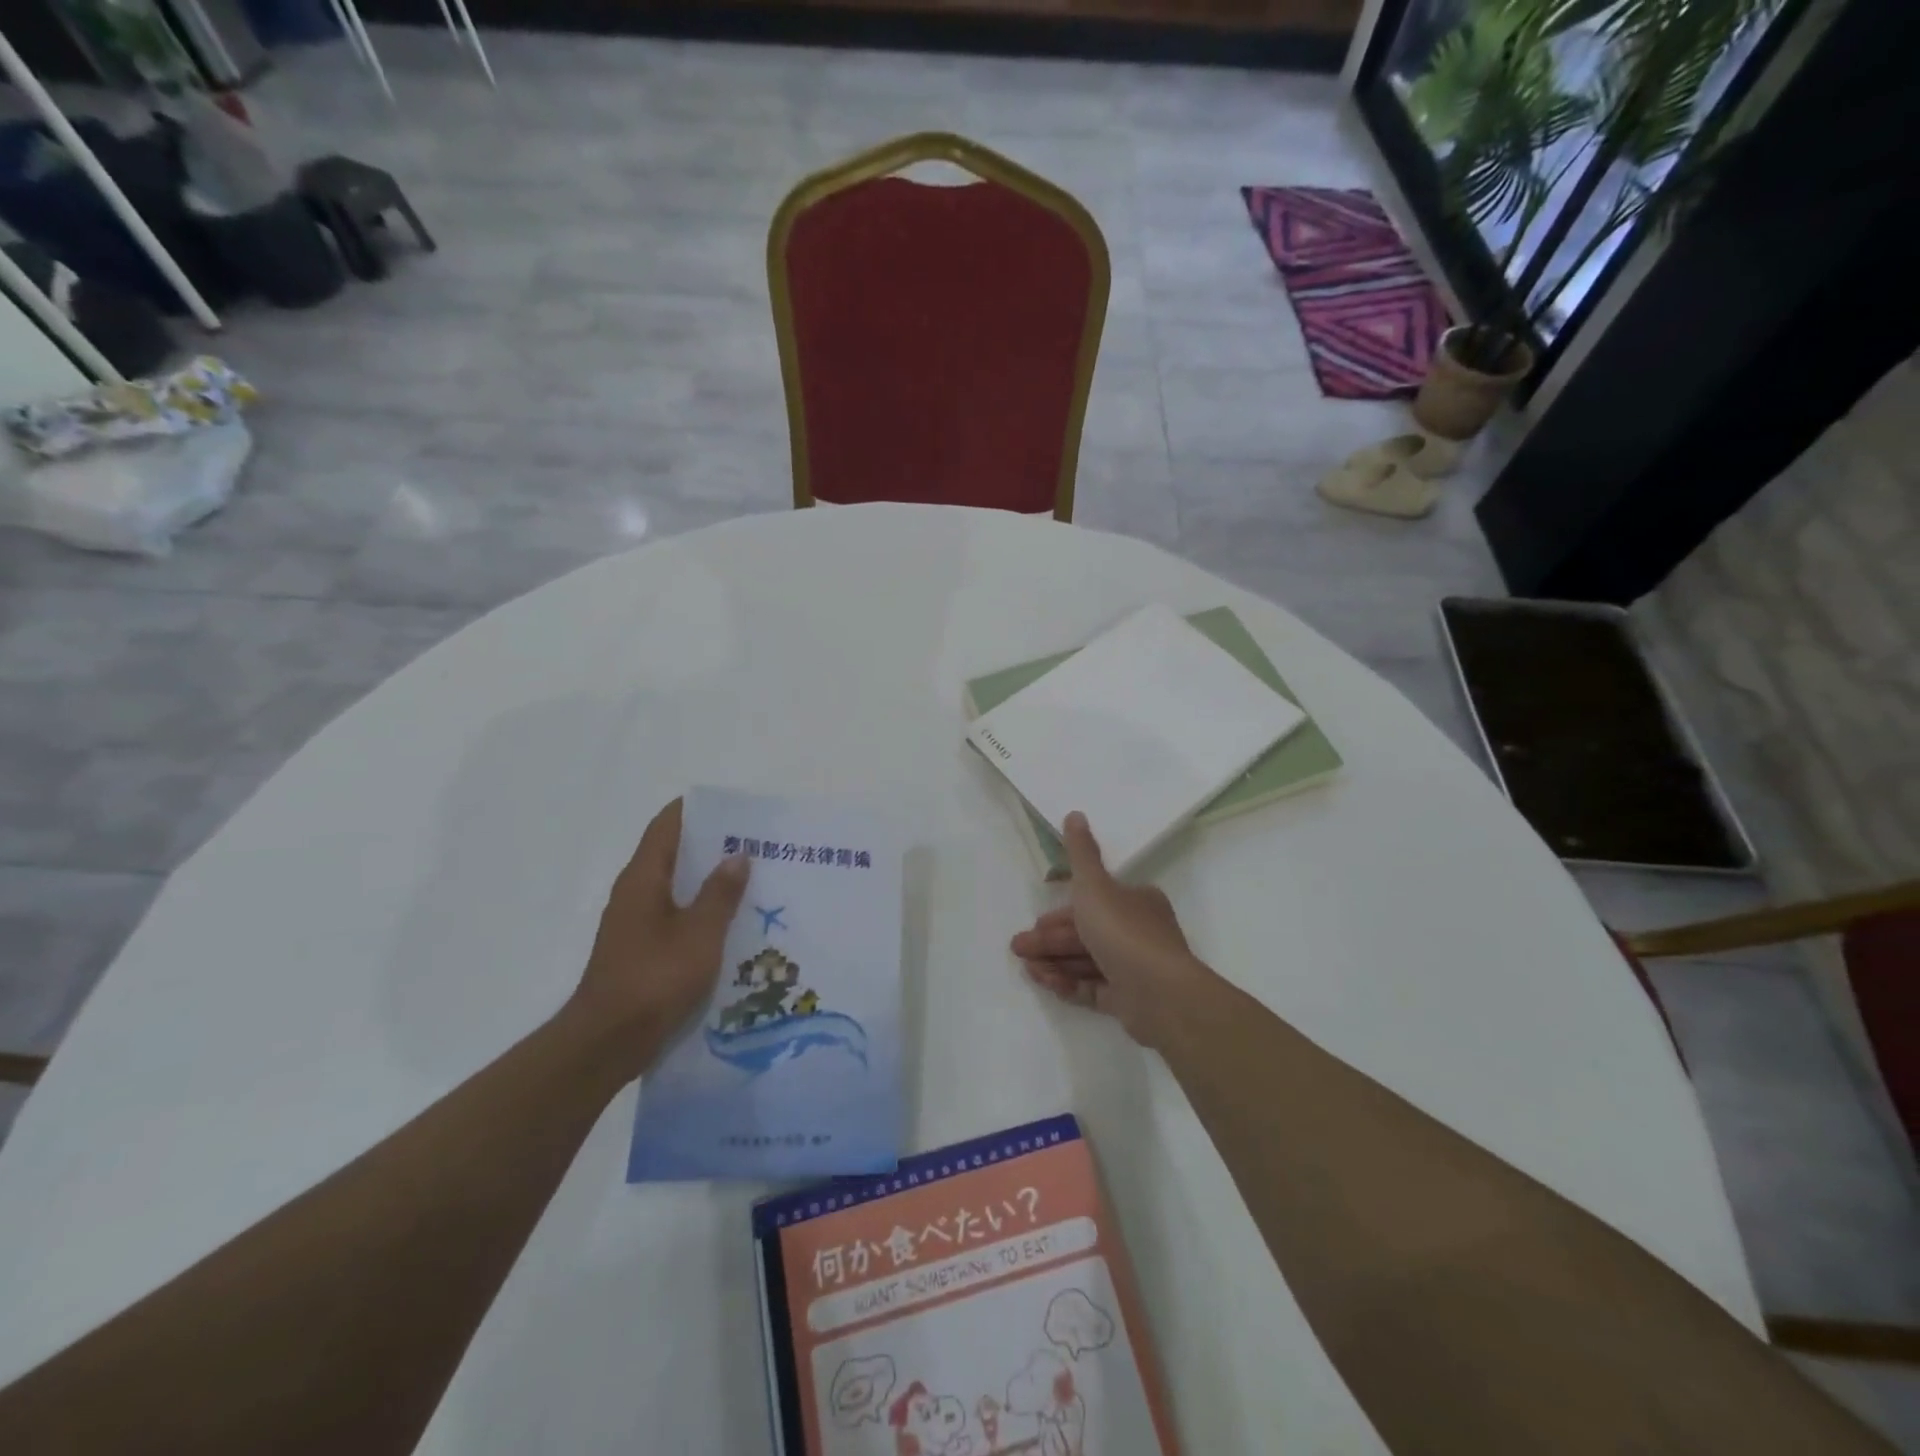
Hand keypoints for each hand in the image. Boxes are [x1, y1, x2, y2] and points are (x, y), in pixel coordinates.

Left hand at [567, 798, 749, 1077]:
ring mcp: (636, 923)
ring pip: (678, 888)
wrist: (607, 1043)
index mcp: (643, 879)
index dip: (697, 811)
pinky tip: (734, 923)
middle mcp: (635, 893)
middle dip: (713, 846)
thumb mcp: (700, 934)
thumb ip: (720, 893)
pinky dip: (703, 910)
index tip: (735, 809)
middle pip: (674, 854)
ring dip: (710, 881)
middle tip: (758, 845)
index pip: (667, 826)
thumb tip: (737, 855)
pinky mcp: (642, 949)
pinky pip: (677, 916)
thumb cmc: (654, 980)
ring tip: (754, 880)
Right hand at [1009, 812, 1214, 1047]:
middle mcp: (1138, 932)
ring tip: (1027, 969)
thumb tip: (1075, 813)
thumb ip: (1080, 853)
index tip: (1035, 921)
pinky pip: (1093, 988)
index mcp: (1136, 902)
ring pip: (1087, 962)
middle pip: (1086, 933)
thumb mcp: (1094, 886)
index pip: (1093, 902)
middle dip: (1049, 940)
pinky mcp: (1129, 1000)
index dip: (1061, 911)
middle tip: (1018, 948)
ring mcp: (1134, 969)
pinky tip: (1046, 982)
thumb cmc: (1123, 932)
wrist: (1160, 993)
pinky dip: (1069, 983)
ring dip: (1055, 962)